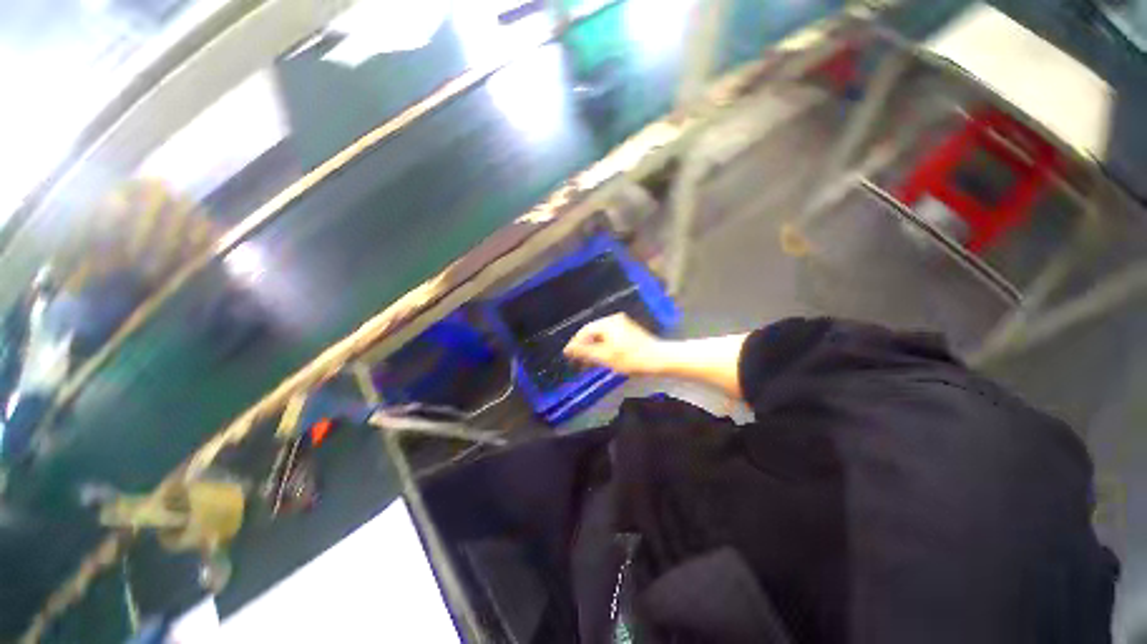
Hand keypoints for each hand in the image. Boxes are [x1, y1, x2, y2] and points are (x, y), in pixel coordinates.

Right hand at [564, 313, 665, 375]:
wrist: (659, 359)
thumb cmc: (631, 358)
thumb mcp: (606, 357)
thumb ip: (585, 352)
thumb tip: (569, 349)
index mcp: (608, 323)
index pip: (585, 331)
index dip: (575, 343)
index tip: (567, 354)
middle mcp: (614, 319)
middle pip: (593, 332)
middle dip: (584, 346)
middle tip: (577, 360)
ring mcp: (622, 324)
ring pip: (601, 336)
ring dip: (593, 348)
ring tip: (588, 362)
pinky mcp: (628, 331)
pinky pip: (610, 337)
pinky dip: (603, 347)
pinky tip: (602, 358)